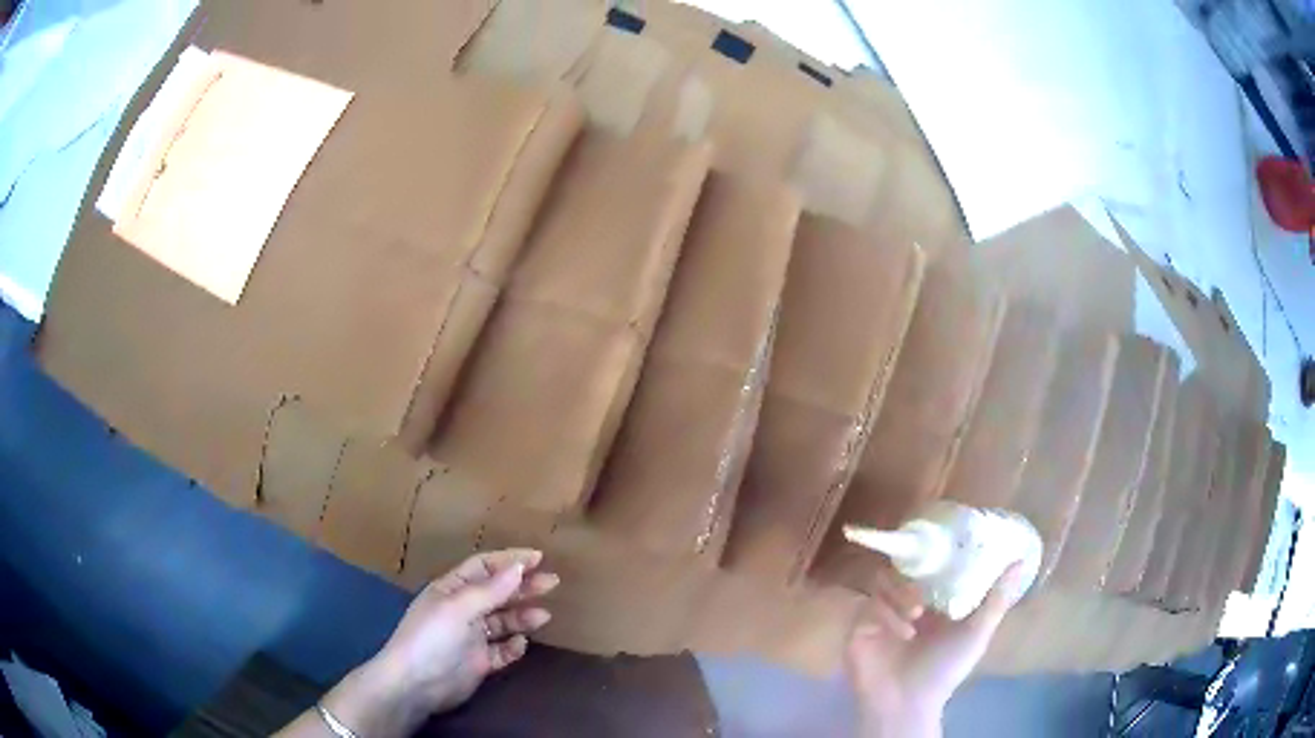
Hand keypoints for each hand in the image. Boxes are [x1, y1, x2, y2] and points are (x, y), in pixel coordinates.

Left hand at [375, 548, 559, 712]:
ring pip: (503, 621)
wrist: (415, 685)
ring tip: (544, 617)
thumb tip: (519, 567)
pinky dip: (513, 647)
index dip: (509, 560)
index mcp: (451, 590)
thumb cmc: (432, 638)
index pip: (483, 567)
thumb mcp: (459, 608)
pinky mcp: (479, 662)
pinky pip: (502, 650)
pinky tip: (521, 645)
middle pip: (497, 593)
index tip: (539, 558)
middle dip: (523, 587)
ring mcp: (471, 637)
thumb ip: (491, 590)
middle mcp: (462, 610)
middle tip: (553, 583)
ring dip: (522, 616)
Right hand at [845, 563, 1023, 736]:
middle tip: (925, 592)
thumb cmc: (945, 669)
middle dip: (914, 576)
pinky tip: (903, 632)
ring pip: (883, 582)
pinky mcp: (859, 627)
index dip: (935, 556)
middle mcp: (905, 604)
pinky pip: (868, 606)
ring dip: (901, 594)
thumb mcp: (977, 633)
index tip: (946, 547)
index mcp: (932, 603)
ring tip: (916, 614)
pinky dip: (887, 615)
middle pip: (902, 569)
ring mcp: (881, 615)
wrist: (907, 703)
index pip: (929, 567)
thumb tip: (1022, 562)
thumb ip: (996, 599)